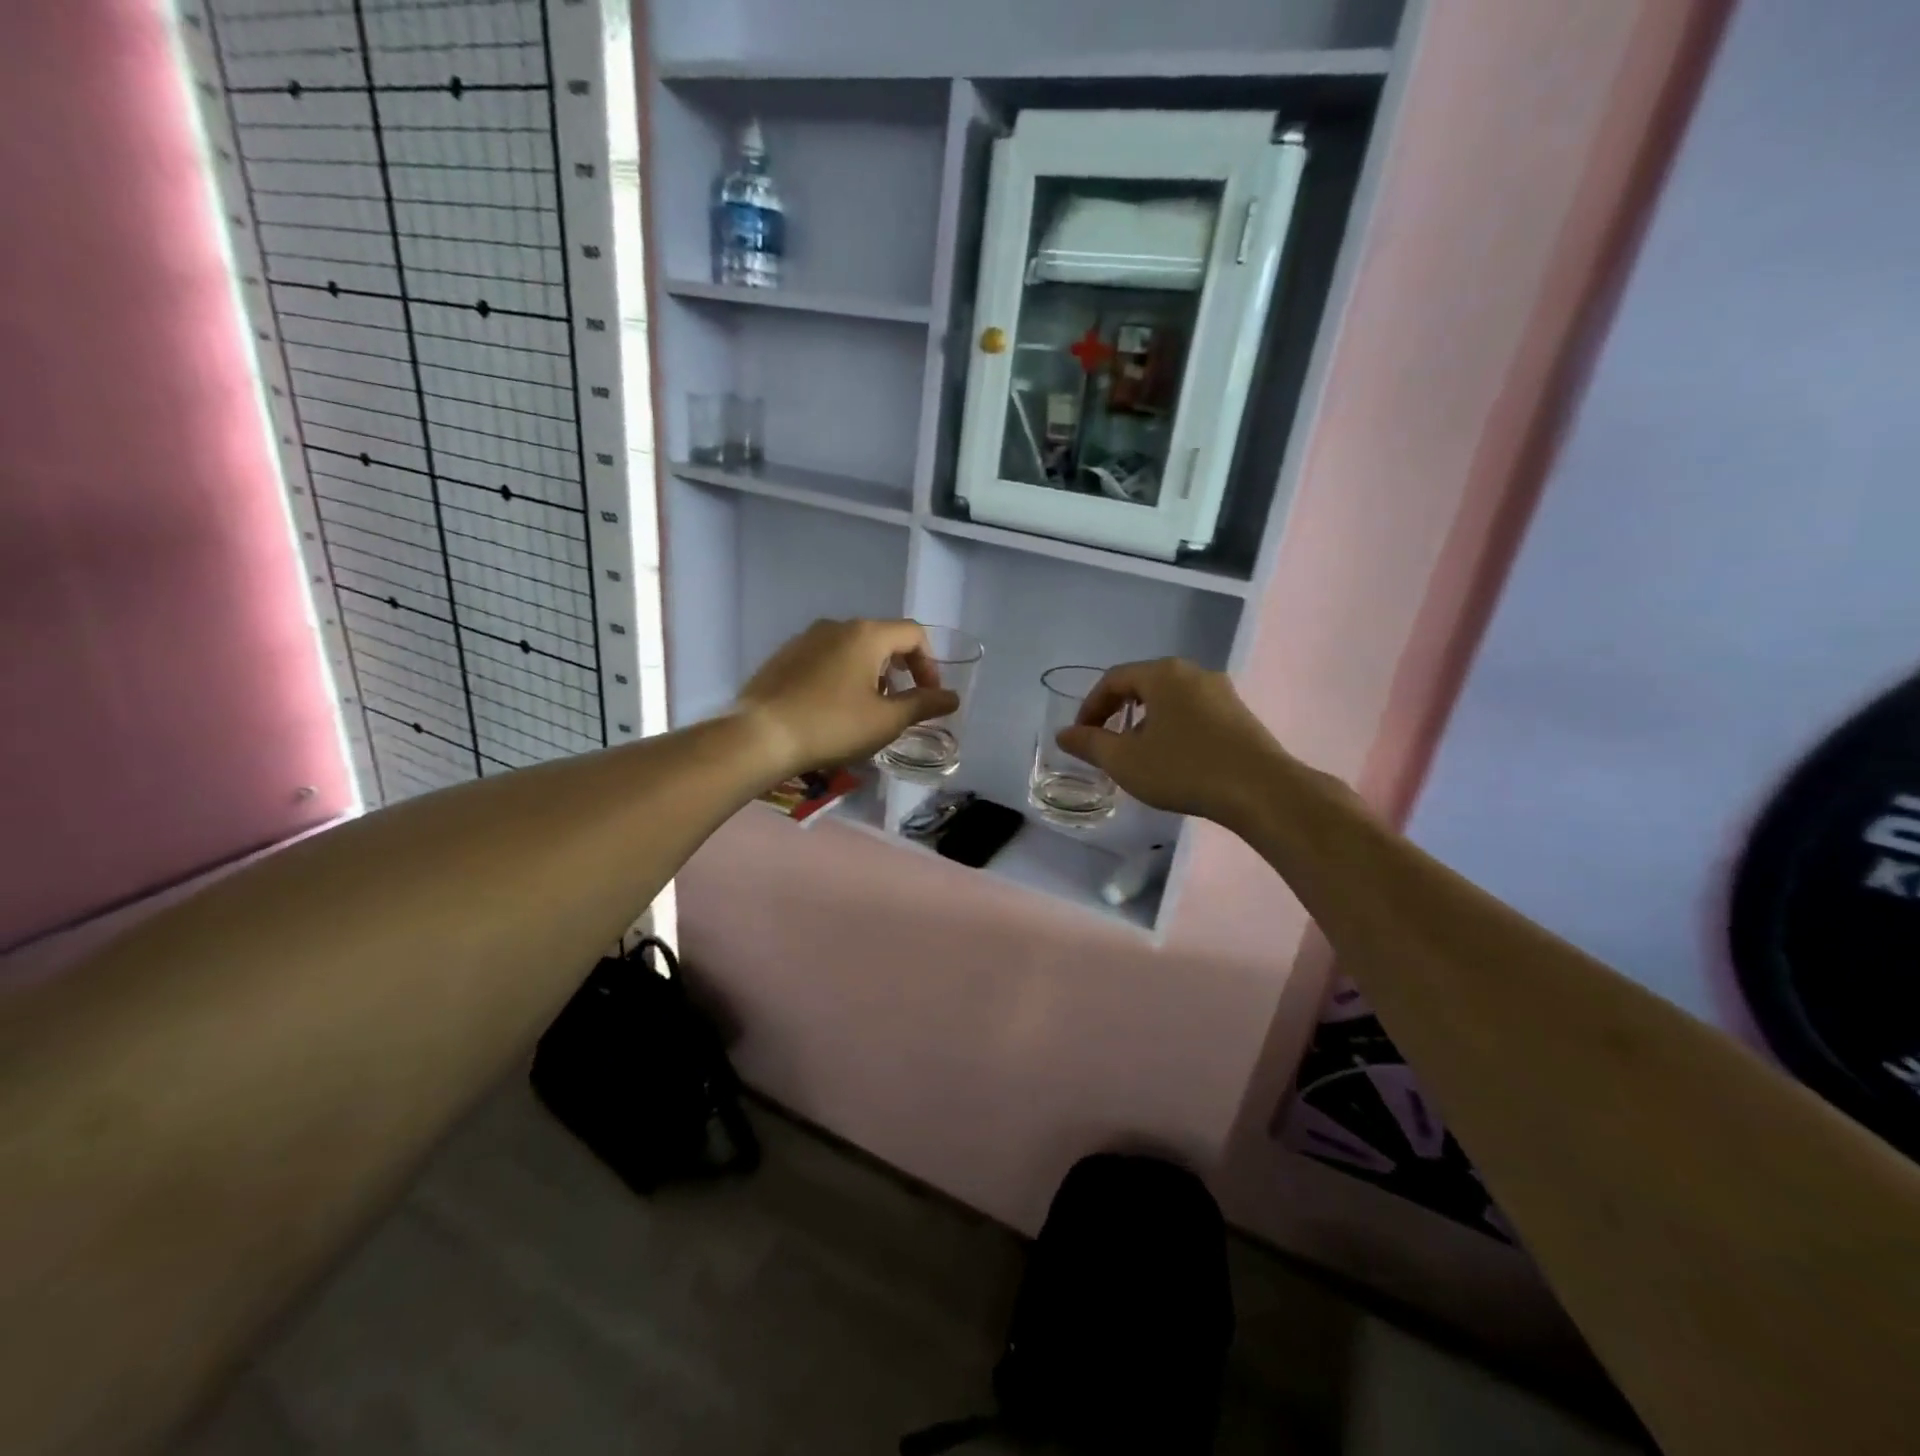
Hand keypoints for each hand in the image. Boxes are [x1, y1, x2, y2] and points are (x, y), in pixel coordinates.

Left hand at [736, 618, 959, 777]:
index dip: (929, 664)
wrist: (760, 736)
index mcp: (866, 634)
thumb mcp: (887, 720)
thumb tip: (952, 698)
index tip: (928, 697)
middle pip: (883, 638)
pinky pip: (826, 658)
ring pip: (852, 648)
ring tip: (866, 709)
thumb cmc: (832, 725)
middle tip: (899, 705)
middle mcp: (836, 625)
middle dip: (900, 670)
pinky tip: (832, 708)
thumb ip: (924, 705)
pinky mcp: (784, 656)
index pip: (914, 634)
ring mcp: (806, 638)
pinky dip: (842, 675)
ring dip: (870, 673)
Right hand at [1056, 658, 1286, 825]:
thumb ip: (1090, 744)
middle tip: (1105, 742)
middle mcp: (1193, 672)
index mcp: (1163, 674)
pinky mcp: (1239, 715)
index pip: (1114, 679)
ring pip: (1170, 699)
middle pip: (1143, 684)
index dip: (1091, 706)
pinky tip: (1172, 758)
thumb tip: (1064, 734)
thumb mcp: (1126, 761)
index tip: (1080, 735)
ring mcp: (1221, 692)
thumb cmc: (1185, 769)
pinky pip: (1194, 712)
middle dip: (1118, 712)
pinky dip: (1172, 728)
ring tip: (1137, 754)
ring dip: (1146, 722)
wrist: (1262, 790)